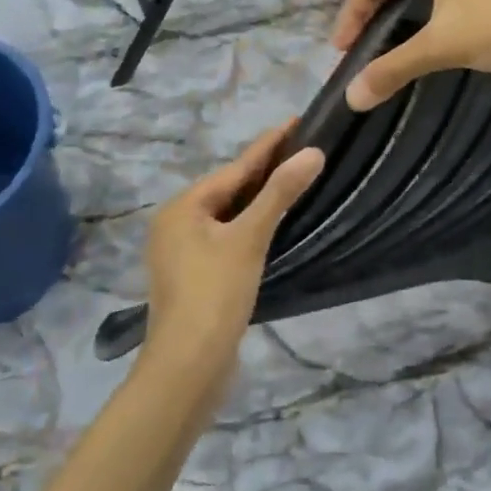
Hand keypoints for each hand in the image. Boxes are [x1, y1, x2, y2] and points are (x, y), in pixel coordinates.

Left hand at [141, 121, 322, 381]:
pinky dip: (250, 226)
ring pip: (228, 215)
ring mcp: (182, 251)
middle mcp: (177, 223)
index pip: (236, 167)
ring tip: (293, 178)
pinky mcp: (195, 275)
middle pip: (229, 189)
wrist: (187, 368)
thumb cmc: (214, 294)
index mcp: (183, 207)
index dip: (269, 145)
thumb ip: (280, 193)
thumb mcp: (249, 239)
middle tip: (302, 148)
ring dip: (259, 199)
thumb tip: (313, 153)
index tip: (296, 121)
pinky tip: (272, 224)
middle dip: (265, 170)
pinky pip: (227, 237)